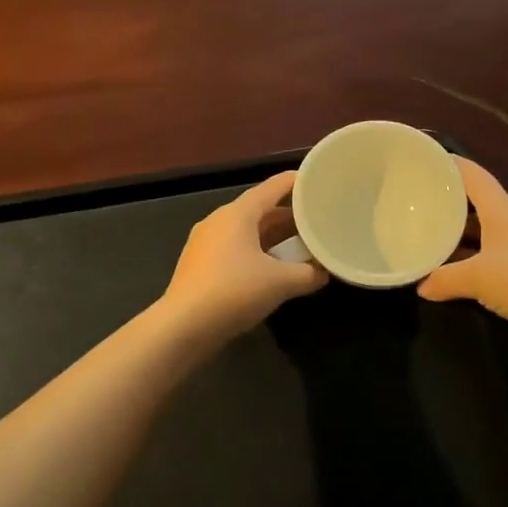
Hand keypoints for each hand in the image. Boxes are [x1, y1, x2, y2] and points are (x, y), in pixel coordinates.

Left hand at [161, 171, 326, 339]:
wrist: (183, 326)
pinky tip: (270, 270)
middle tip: (315, 221)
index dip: (295, 182)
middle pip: (259, 210)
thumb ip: (308, 274)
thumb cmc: (234, 291)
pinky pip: (234, 249)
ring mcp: (205, 243)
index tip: (316, 180)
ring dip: (272, 237)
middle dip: (287, 216)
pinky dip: (256, 253)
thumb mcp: (280, 282)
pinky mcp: (199, 265)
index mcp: (237, 213)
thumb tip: (324, 272)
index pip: (271, 187)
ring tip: (298, 246)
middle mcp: (219, 220)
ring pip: (246, 232)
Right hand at [418, 158, 507, 352]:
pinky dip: (471, 261)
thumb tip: (421, 286)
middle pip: (475, 203)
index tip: (423, 161)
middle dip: (447, 202)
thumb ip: (446, 279)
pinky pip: (490, 258)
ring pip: (482, 232)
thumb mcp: (479, 278)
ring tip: (426, 237)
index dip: (449, 164)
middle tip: (415, 204)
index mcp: (500, 210)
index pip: (472, 174)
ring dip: (458, 235)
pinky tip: (452, 273)